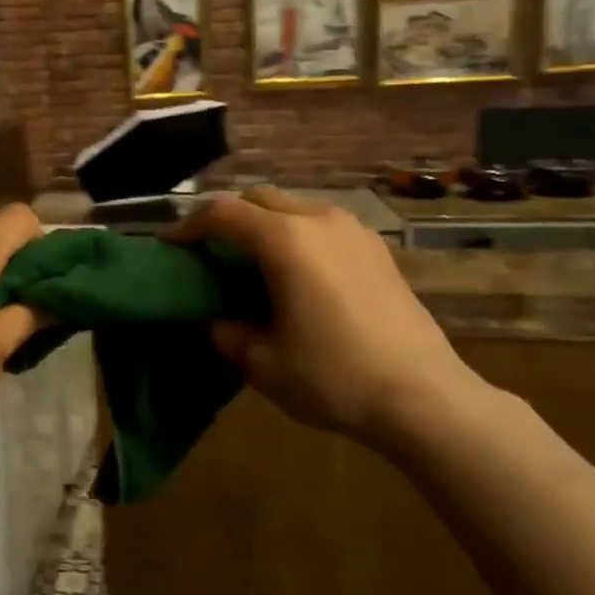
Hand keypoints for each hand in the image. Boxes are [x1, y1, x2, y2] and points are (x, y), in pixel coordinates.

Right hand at [169, 187, 483, 446]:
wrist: (424, 397)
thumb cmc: (333, 376)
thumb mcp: (262, 363)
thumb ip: (228, 333)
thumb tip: (219, 321)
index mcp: (285, 240)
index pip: (223, 214)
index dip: (189, 226)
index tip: (170, 244)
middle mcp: (319, 220)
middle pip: (259, 198)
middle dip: (227, 216)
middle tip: (209, 249)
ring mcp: (354, 231)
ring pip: (294, 207)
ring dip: (264, 223)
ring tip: (251, 260)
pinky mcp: (377, 249)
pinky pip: (322, 225)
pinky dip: (297, 235)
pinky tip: (297, 273)